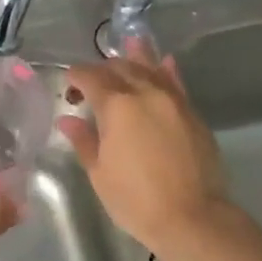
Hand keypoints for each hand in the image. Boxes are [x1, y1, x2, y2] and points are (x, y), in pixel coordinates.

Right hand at [59, 51, 236, 260]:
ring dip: (136, 58)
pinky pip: (176, 83)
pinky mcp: (192, 114)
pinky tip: (164, 63)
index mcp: (117, 105)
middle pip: (121, 68)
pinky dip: (167, 71)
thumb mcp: (100, 173)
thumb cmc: (135, 200)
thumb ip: (84, 141)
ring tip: (129, 44)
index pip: (91, 77)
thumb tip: (69, 120)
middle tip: (92, 79)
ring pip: (151, 69)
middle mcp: (146, 93)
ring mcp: (173, 101)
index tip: (68, 82)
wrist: (191, 217)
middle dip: (104, 68)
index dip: (76, 76)